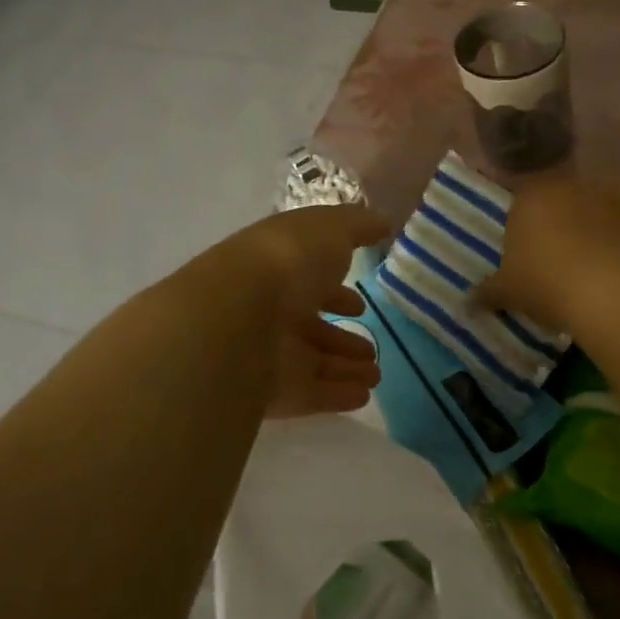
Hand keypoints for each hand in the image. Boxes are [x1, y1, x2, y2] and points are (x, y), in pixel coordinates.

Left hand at [230, 204, 390, 418]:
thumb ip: (358, 226)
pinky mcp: (274, 391)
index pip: (309, 280)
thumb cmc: (287, 261)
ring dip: (345, 367)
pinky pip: (312, 393)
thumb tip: (383, 222)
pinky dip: (337, 395)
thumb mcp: (330, 228)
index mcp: (279, 268)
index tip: (359, 303)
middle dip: (342, 337)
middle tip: (371, 349)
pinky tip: (364, 395)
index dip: (335, 290)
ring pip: (314, 361)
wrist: (236, 318)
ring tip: (376, 374)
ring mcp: (269, 352)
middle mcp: (271, 310)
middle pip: (311, 326)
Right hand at [475, 176, 619, 329]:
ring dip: (598, 214)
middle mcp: (569, 187)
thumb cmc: (543, 282)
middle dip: (560, 217)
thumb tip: (465, 301)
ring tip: (595, 247)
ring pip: (599, 198)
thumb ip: (487, 291)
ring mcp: (608, 197)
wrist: (603, 289)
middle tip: (558, 252)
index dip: (524, 226)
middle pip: (561, 197)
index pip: (522, 202)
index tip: (526, 253)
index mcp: (530, 197)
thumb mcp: (507, 291)